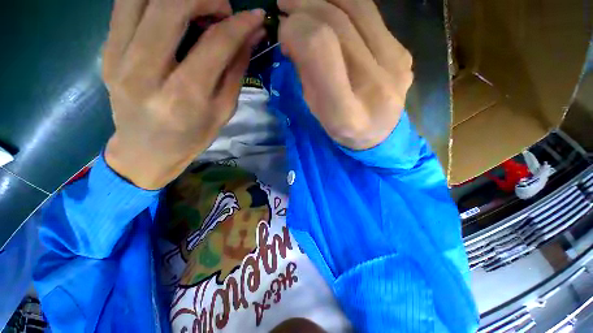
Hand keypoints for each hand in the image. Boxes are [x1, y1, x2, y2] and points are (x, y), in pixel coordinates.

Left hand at [102, 0, 264, 189]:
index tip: (256, 16)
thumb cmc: (192, 137)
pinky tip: (172, 12)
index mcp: (184, 96)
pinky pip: (126, 4)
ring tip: (198, 9)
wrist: (145, 151)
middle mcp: (145, 72)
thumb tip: (251, 36)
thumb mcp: (223, 111)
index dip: (240, 24)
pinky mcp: (106, 50)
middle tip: (222, 11)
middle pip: (171, 6)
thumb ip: (235, 70)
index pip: (216, 44)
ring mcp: (117, 58)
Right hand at [278, 0, 412, 149]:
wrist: (380, 135)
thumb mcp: (318, 115)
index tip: (284, 32)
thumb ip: (307, 78)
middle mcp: (375, 86)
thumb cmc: (343, 132)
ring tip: (304, 2)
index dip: (297, 30)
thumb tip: (295, 35)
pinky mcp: (403, 53)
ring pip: (357, 7)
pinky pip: (371, 15)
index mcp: (346, 114)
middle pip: (338, 22)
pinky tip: (329, 11)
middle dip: (304, 7)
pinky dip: (343, 6)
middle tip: (286, 7)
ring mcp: (396, 66)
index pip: (321, 49)